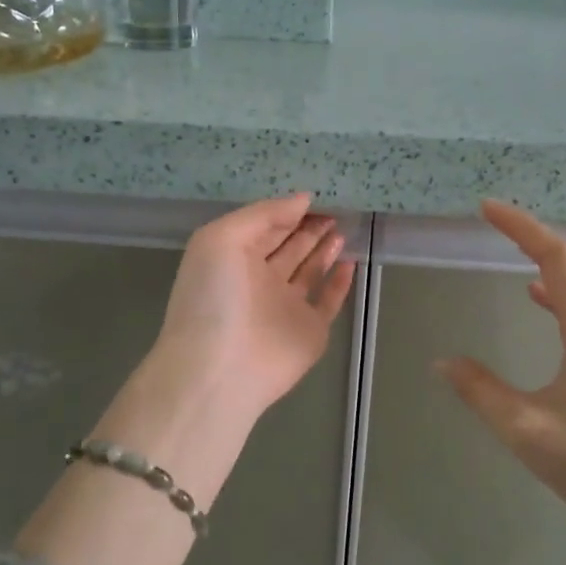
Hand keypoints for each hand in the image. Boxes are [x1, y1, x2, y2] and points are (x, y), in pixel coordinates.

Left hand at [154, 194, 356, 419]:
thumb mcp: (223, 238)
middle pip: (289, 247)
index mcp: (233, 258)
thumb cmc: (214, 296)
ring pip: (309, 271)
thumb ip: (263, 214)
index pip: (264, 227)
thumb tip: (303, 199)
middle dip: (309, 228)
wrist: (221, 368)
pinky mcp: (310, 331)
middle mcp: (259, 280)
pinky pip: (329, 301)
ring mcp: (285, 307)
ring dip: (324, 250)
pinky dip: (340, 283)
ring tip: (342, 228)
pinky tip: (350, 262)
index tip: (315, 196)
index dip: (287, 212)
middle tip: (336, 209)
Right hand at [437, 201, 565, 544]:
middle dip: (534, 238)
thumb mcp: (525, 428)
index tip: (488, 209)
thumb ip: (480, 390)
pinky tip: (540, 303)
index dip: (523, 228)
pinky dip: (562, 296)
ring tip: (515, 254)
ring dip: (551, 265)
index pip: (558, 259)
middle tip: (494, 225)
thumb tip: (442, 361)